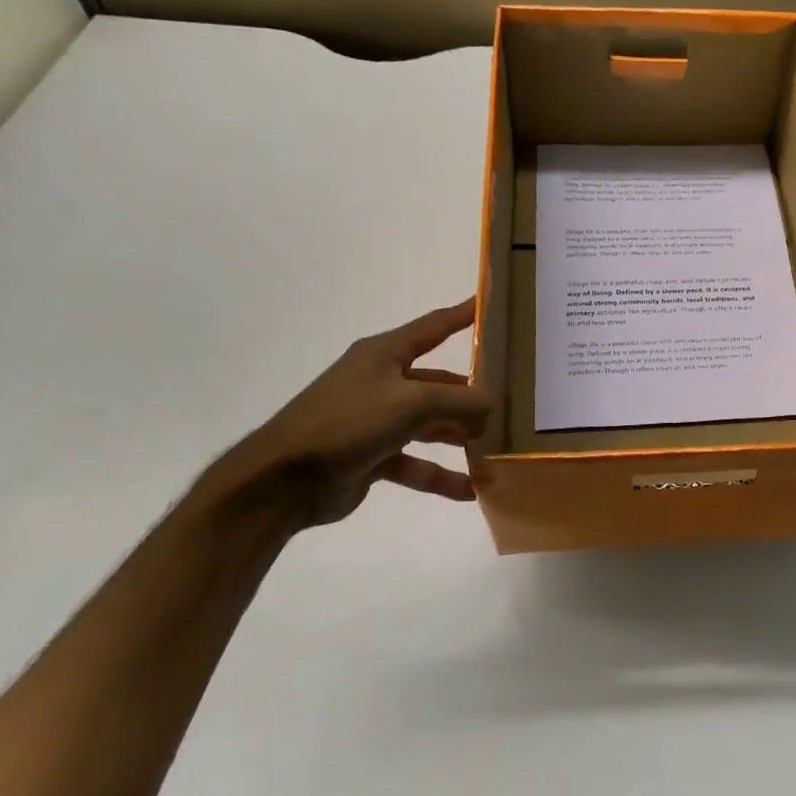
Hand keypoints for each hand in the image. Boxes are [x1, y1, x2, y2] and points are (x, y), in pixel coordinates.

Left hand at [208, 299, 491, 526]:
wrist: (282, 481)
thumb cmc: (348, 423)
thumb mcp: (411, 403)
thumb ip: (459, 401)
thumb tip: (492, 405)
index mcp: (385, 355)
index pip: (434, 326)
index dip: (463, 315)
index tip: (492, 305)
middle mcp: (382, 381)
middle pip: (439, 382)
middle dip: (472, 394)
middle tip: (512, 401)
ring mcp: (377, 420)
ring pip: (431, 425)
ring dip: (460, 437)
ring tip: (497, 448)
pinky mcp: (373, 456)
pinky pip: (416, 464)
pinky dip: (440, 475)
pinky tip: (470, 490)